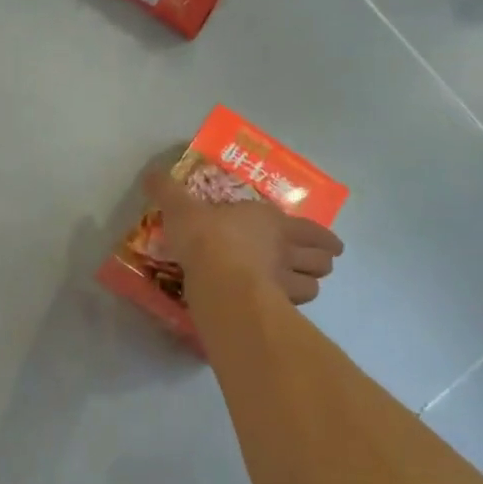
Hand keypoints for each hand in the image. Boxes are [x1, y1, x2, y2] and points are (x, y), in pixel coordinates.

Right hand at [144, 169, 343, 304]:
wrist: (216, 277)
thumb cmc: (205, 237)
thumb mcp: (181, 208)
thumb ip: (167, 191)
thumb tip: (151, 173)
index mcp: (271, 222)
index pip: (311, 231)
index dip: (324, 238)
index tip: (332, 245)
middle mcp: (285, 251)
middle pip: (321, 261)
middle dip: (322, 263)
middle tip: (316, 266)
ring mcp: (283, 282)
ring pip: (313, 287)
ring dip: (309, 286)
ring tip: (299, 288)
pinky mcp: (273, 308)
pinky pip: (292, 310)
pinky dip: (290, 309)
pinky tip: (277, 309)